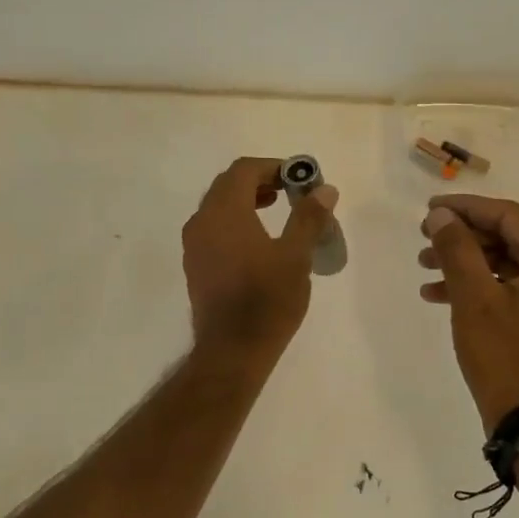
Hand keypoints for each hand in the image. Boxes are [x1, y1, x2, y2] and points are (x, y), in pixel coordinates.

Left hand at [183, 157, 338, 358]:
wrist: (232, 351)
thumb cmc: (267, 300)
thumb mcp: (296, 256)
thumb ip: (309, 217)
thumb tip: (325, 189)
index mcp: (224, 212)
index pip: (244, 170)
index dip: (272, 166)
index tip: (298, 177)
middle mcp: (202, 221)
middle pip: (227, 184)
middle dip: (259, 181)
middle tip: (289, 190)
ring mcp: (194, 244)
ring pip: (217, 206)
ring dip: (245, 199)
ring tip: (276, 209)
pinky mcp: (195, 264)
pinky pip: (212, 227)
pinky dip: (234, 220)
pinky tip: (256, 240)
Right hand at [418, 194, 518, 429]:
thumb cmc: (506, 356)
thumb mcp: (474, 298)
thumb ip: (457, 249)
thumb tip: (442, 215)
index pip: (509, 216)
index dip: (466, 208)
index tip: (429, 209)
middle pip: (508, 237)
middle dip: (462, 236)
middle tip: (424, 237)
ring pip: (506, 263)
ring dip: (465, 261)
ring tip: (424, 265)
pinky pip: (511, 287)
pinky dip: (478, 286)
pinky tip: (439, 294)